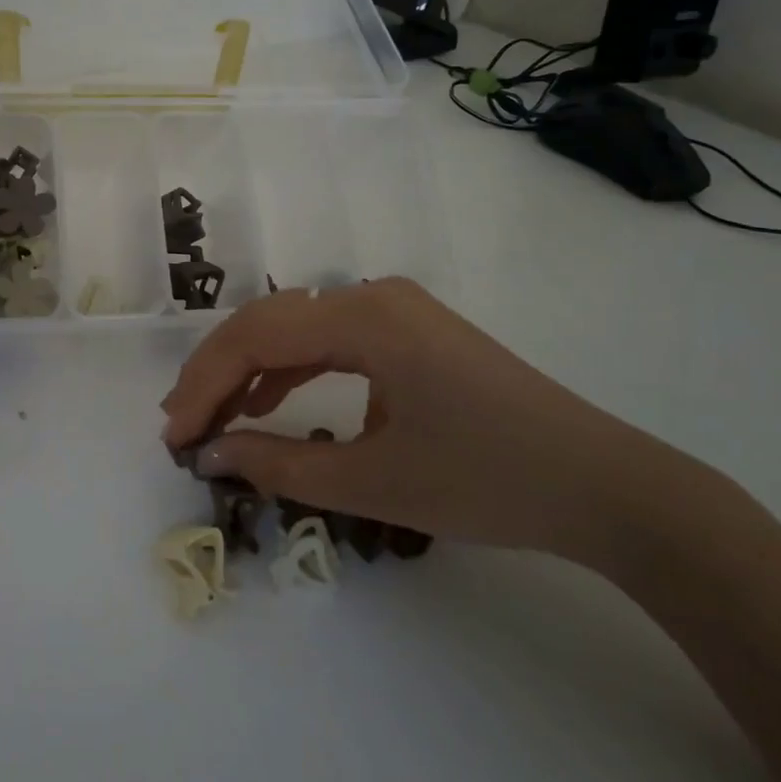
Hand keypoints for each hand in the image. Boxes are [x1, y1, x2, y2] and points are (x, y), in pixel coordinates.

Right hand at [159, 278, 673, 560]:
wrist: (604, 486)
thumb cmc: (488, 482)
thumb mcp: (373, 483)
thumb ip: (279, 466)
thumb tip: (210, 455)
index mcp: (366, 317)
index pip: (256, 337)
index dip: (204, 385)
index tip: (175, 437)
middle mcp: (374, 295)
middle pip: (268, 322)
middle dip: (217, 373)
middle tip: (182, 426)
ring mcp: (395, 309)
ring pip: (295, 328)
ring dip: (249, 369)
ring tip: (212, 417)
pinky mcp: (409, 332)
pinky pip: (329, 340)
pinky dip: (290, 370)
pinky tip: (268, 403)